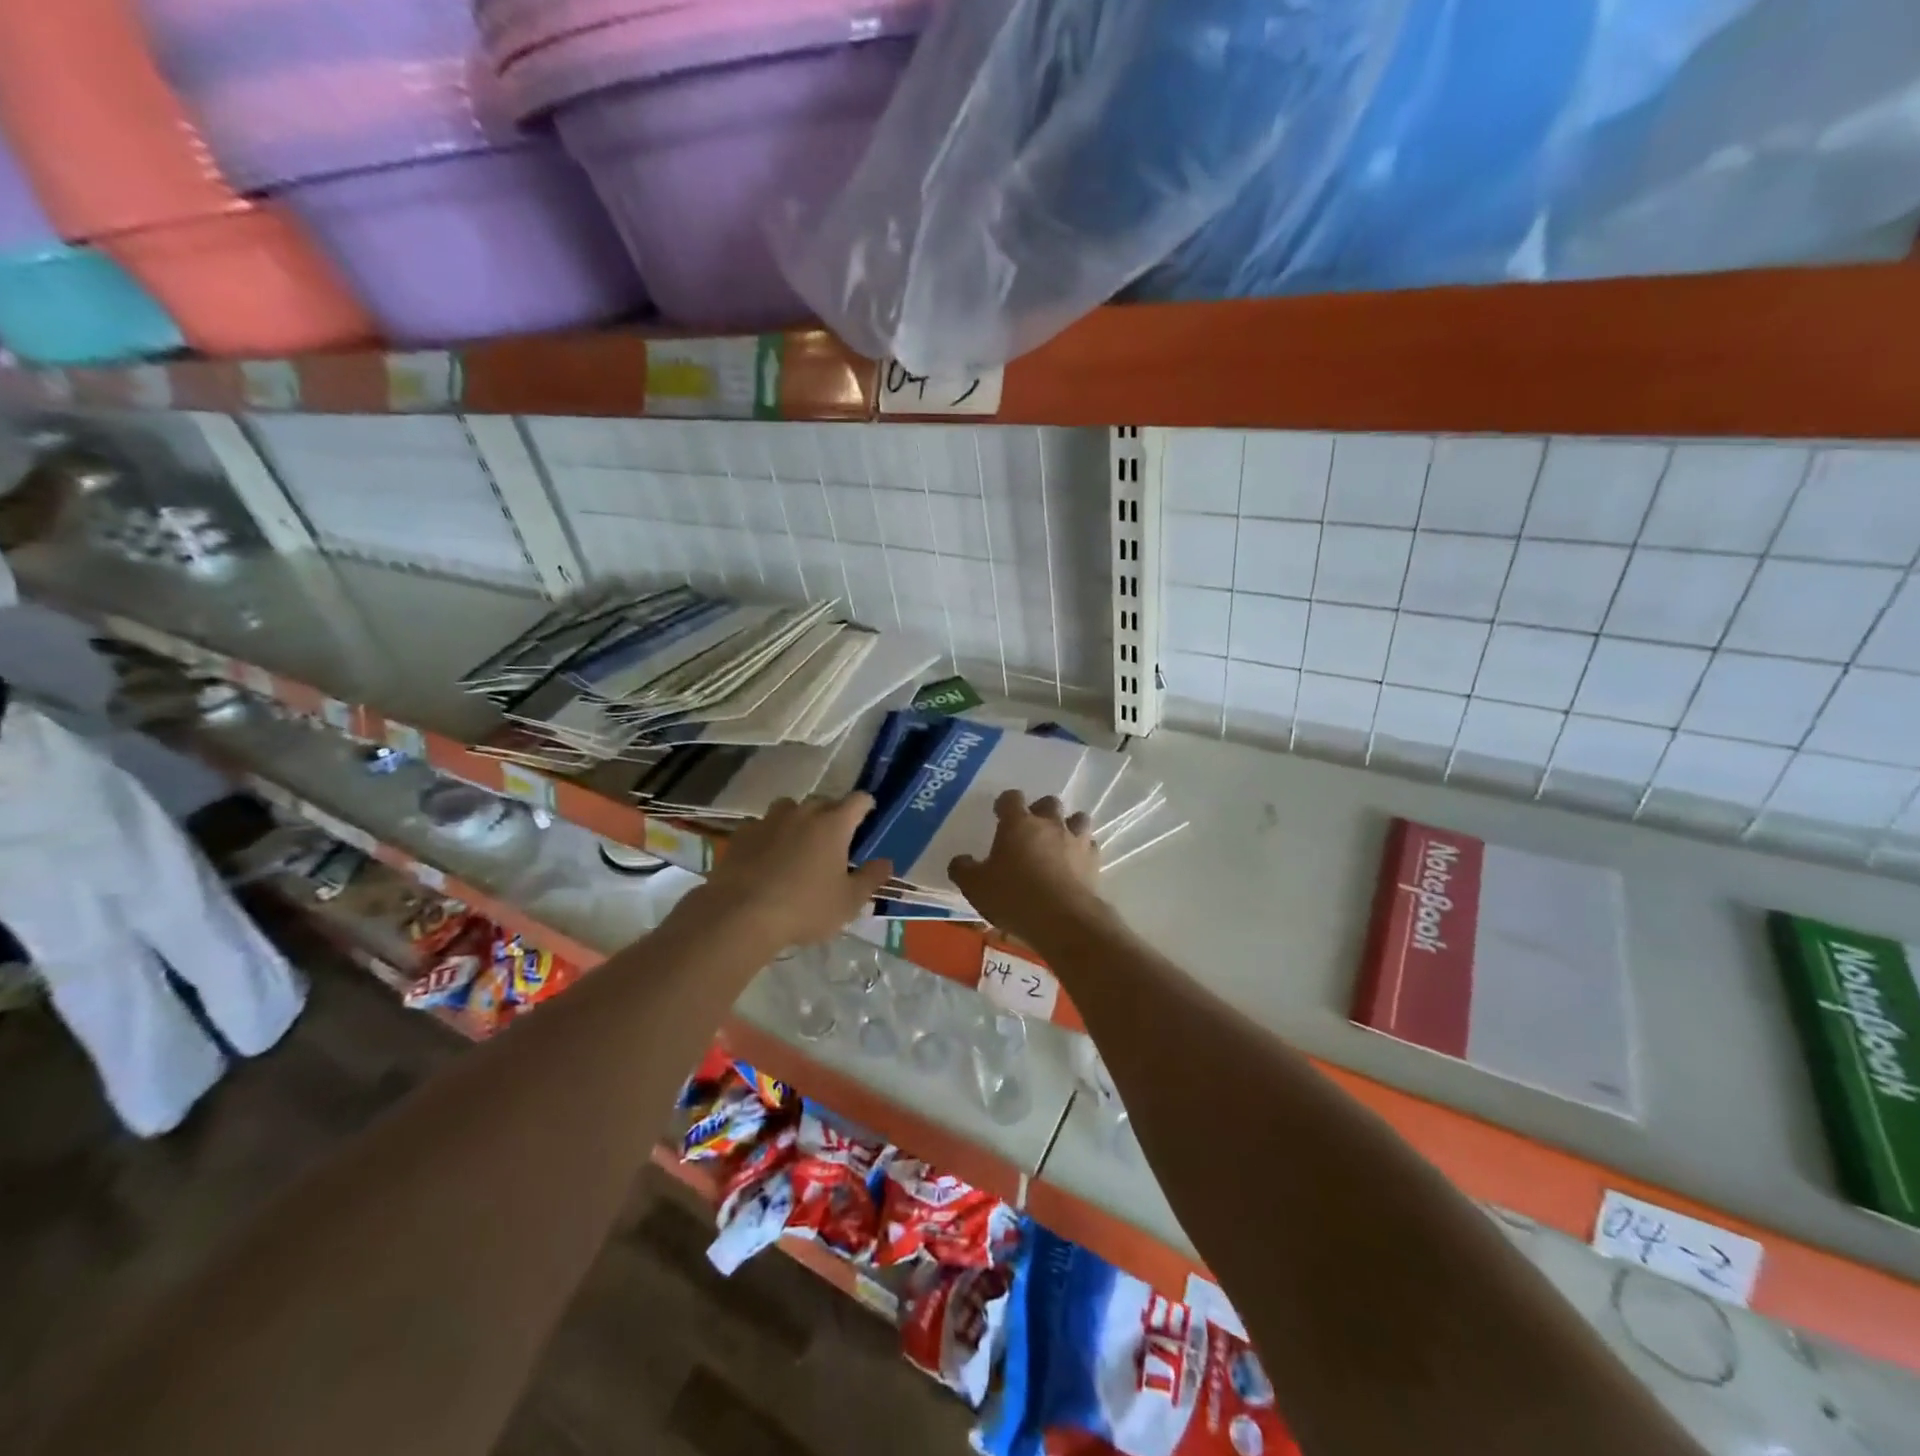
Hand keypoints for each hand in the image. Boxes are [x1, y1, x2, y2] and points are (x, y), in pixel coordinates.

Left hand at [691, 793, 892, 950]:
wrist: (739, 916)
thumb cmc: (804, 908)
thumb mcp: (849, 902)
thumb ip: (871, 878)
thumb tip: (886, 861)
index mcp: (833, 824)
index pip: (858, 800)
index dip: (866, 806)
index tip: (868, 818)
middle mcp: (803, 813)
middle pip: (823, 801)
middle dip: (832, 815)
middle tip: (835, 840)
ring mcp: (769, 820)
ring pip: (790, 808)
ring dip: (798, 819)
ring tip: (799, 844)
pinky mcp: (742, 834)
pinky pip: (763, 826)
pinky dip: (770, 835)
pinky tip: (767, 857)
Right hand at [948, 791, 1103, 945]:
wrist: (1063, 920)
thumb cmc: (1013, 897)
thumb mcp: (976, 886)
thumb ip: (964, 869)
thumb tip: (960, 861)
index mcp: (1018, 823)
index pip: (1011, 798)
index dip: (1005, 803)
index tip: (1000, 814)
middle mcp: (1049, 824)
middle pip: (1049, 802)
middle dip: (1040, 811)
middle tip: (1031, 829)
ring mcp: (1075, 840)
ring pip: (1078, 819)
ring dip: (1068, 826)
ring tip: (1059, 842)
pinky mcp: (1094, 861)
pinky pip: (1090, 846)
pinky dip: (1083, 851)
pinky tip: (1075, 865)